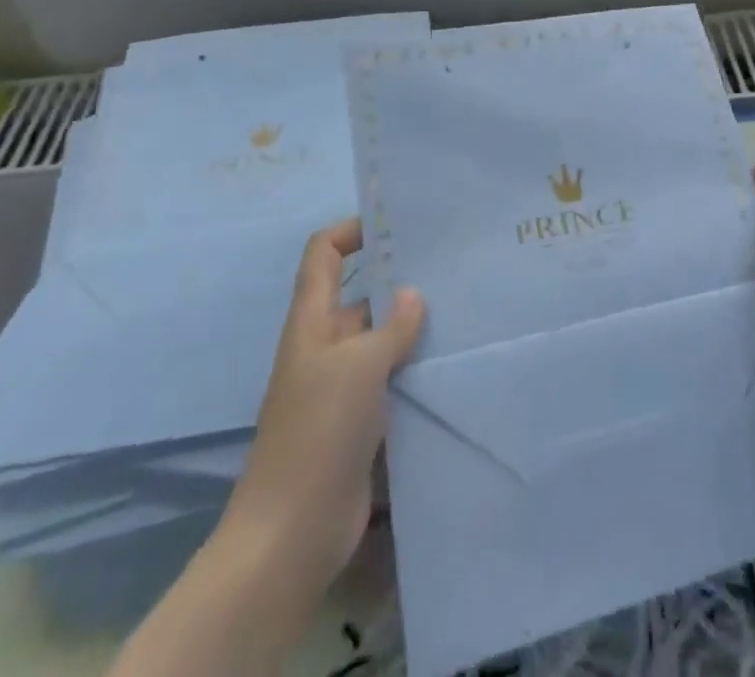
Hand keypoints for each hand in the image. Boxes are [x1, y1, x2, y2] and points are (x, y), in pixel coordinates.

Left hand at [217, 217, 423, 607]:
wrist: (292, 530)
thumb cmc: (319, 429)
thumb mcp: (360, 365)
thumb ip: (392, 326)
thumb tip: (413, 295)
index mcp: (312, 320)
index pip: (323, 253)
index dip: (352, 229)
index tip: (395, 223)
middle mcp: (324, 344)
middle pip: (358, 293)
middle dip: (397, 278)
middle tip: (449, 265)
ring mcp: (341, 385)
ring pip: (379, 338)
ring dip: (411, 325)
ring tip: (462, 306)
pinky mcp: (358, 420)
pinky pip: (389, 377)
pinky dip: (414, 366)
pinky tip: (451, 361)